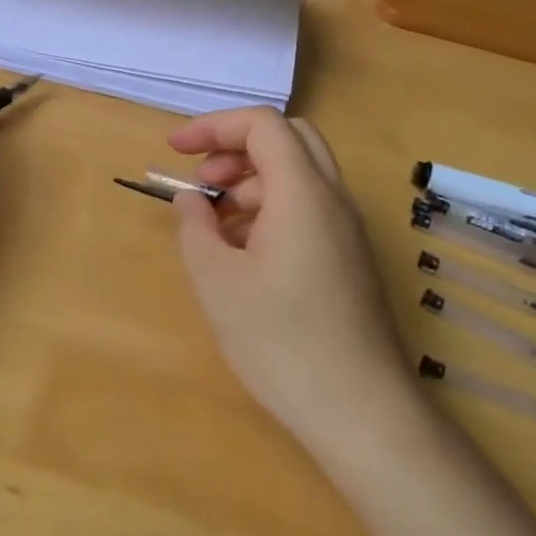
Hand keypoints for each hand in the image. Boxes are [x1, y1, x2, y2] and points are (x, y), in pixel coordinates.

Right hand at [167, 107, 402, 443]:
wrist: (361, 411)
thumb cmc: (281, 341)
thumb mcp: (217, 282)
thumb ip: (195, 228)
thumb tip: (191, 200)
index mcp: (303, 193)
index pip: (262, 125)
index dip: (213, 127)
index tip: (174, 150)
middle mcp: (333, 199)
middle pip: (288, 138)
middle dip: (237, 147)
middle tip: (202, 180)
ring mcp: (347, 229)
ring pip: (300, 173)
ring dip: (253, 180)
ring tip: (215, 222)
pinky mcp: (350, 257)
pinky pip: (310, 207)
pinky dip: (272, 207)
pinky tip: (244, 251)